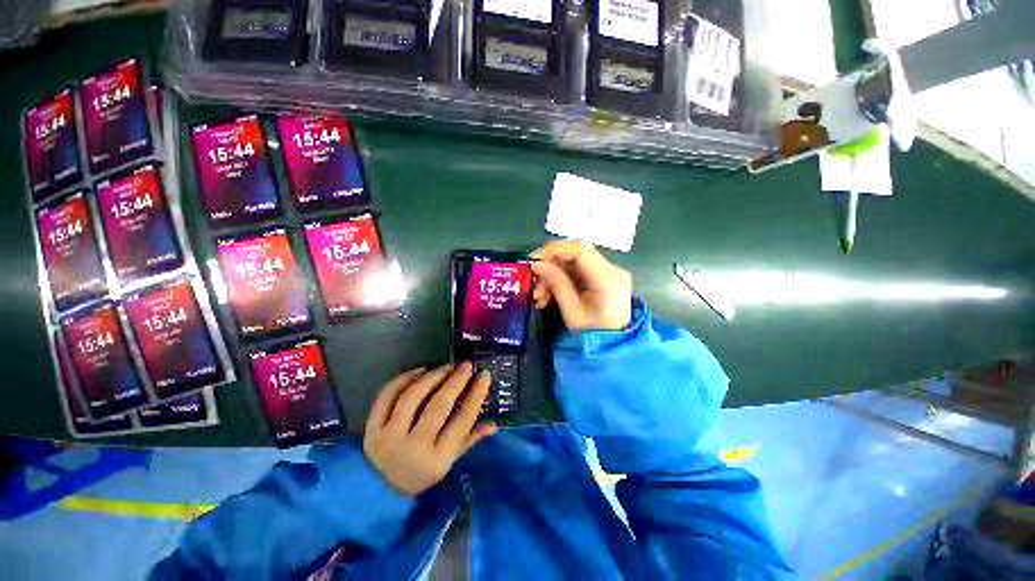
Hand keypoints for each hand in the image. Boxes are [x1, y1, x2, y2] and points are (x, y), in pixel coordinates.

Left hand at [363, 363, 495, 496]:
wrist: (377, 492)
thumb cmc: (420, 475)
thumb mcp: (447, 463)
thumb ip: (469, 440)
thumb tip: (494, 424)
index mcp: (437, 459)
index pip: (462, 421)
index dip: (476, 396)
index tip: (484, 376)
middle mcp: (413, 446)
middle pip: (438, 406)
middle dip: (455, 381)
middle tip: (466, 365)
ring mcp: (389, 435)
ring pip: (412, 397)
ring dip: (432, 376)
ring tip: (446, 367)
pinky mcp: (372, 427)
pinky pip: (387, 396)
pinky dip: (404, 379)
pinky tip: (420, 370)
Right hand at [531, 240, 632, 330]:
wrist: (612, 346)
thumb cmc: (592, 334)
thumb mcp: (572, 313)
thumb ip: (556, 284)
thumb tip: (537, 264)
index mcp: (607, 279)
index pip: (580, 249)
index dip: (554, 250)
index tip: (534, 261)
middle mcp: (611, 270)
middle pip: (574, 255)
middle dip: (550, 267)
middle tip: (534, 285)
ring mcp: (608, 272)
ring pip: (572, 263)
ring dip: (552, 276)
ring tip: (539, 297)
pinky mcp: (602, 277)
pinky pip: (576, 271)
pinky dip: (560, 280)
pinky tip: (548, 296)